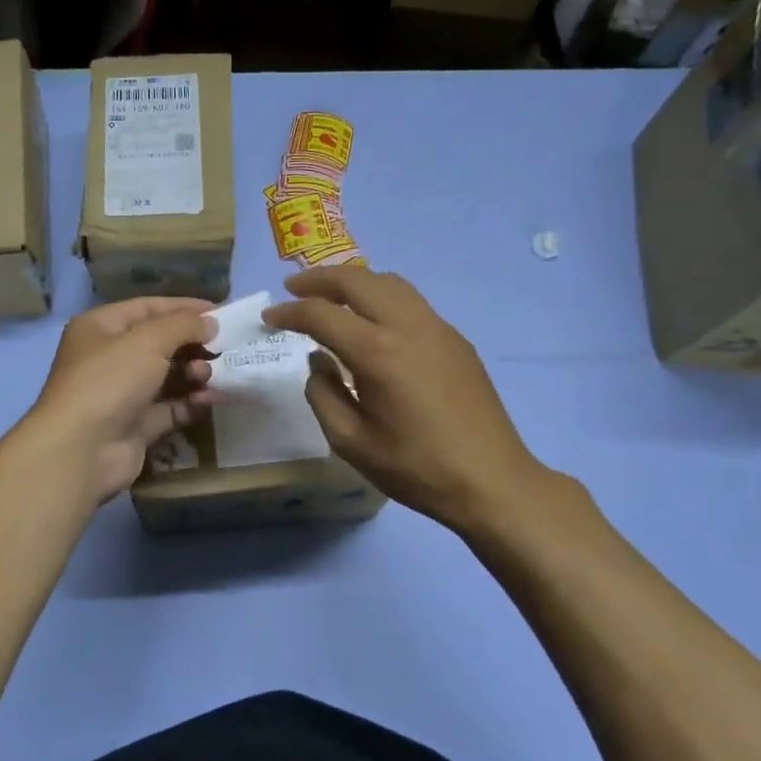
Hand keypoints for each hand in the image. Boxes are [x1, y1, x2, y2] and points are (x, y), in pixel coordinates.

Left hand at [16, 297, 217, 503]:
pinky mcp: (135, 425)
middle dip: (193, 345)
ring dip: (194, 374)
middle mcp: (109, 358)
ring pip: (167, 377)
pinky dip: (191, 403)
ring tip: (210, 377)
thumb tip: (210, 322)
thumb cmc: (110, 380)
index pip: (148, 308)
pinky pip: (170, 409)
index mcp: (101, 328)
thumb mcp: (148, 340)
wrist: (82, 450)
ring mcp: (121, 394)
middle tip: (223, 350)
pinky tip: (211, 400)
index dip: (184, 308)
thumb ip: (183, 325)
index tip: (221, 313)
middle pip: (160, 343)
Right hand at [263, 268, 551, 537]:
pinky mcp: (455, 339)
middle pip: (357, 280)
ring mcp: (437, 328)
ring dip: (354, 282)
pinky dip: (382, 297)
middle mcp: (408, 326)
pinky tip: (373, 323)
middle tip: (293, 290)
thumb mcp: (351, 442)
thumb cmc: (415, 468)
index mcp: (377, 352)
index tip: (269, 316)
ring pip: (389, 282)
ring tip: (331, 297)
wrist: (491, 481)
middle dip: (319, 280)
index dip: (289, 312)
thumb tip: (319, 362)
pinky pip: (411, 301)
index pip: (321, 314)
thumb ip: (323, 395)